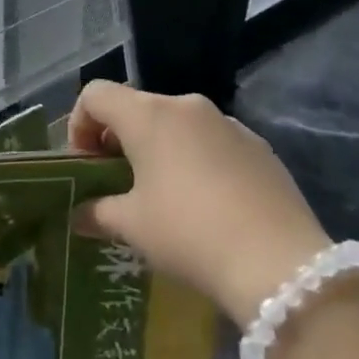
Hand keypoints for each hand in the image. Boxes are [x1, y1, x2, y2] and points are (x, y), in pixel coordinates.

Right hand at [69, 82, 330, 325]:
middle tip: (117, 184)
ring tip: (162, 197)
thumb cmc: (189, 234)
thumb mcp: (132, 226)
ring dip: (158, 150)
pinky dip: (195, 160)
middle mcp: (187, 106)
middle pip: (136, 107)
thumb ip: (97, 212)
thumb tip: (79, 214)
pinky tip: (206, 204)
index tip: (86, 166)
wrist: (279, 263)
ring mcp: (227, 123)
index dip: (79, 125)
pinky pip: (211, 142)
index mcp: (149, 115)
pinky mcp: (258, 146)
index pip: (96, 94)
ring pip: (176, 124)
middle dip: (118, 140)